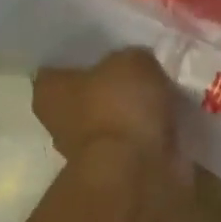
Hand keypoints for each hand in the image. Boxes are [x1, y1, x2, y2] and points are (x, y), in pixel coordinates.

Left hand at [32, 48, 188, 187]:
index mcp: (48, 90)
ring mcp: (88, 150)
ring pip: (114, 120)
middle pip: (88, 95)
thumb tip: (140, 66)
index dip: (85, 58)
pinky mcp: (117, 169)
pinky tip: (172, 120)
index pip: (60, 66)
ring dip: (136, 112)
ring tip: (166, 94)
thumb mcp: (133, 61)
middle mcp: (60, 121)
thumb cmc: (120, 108)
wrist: (138, 170)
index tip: (110, 51)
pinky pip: (135, 141)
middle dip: (113, 87)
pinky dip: (151, 134)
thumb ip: (133, 58)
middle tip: (144, 71)